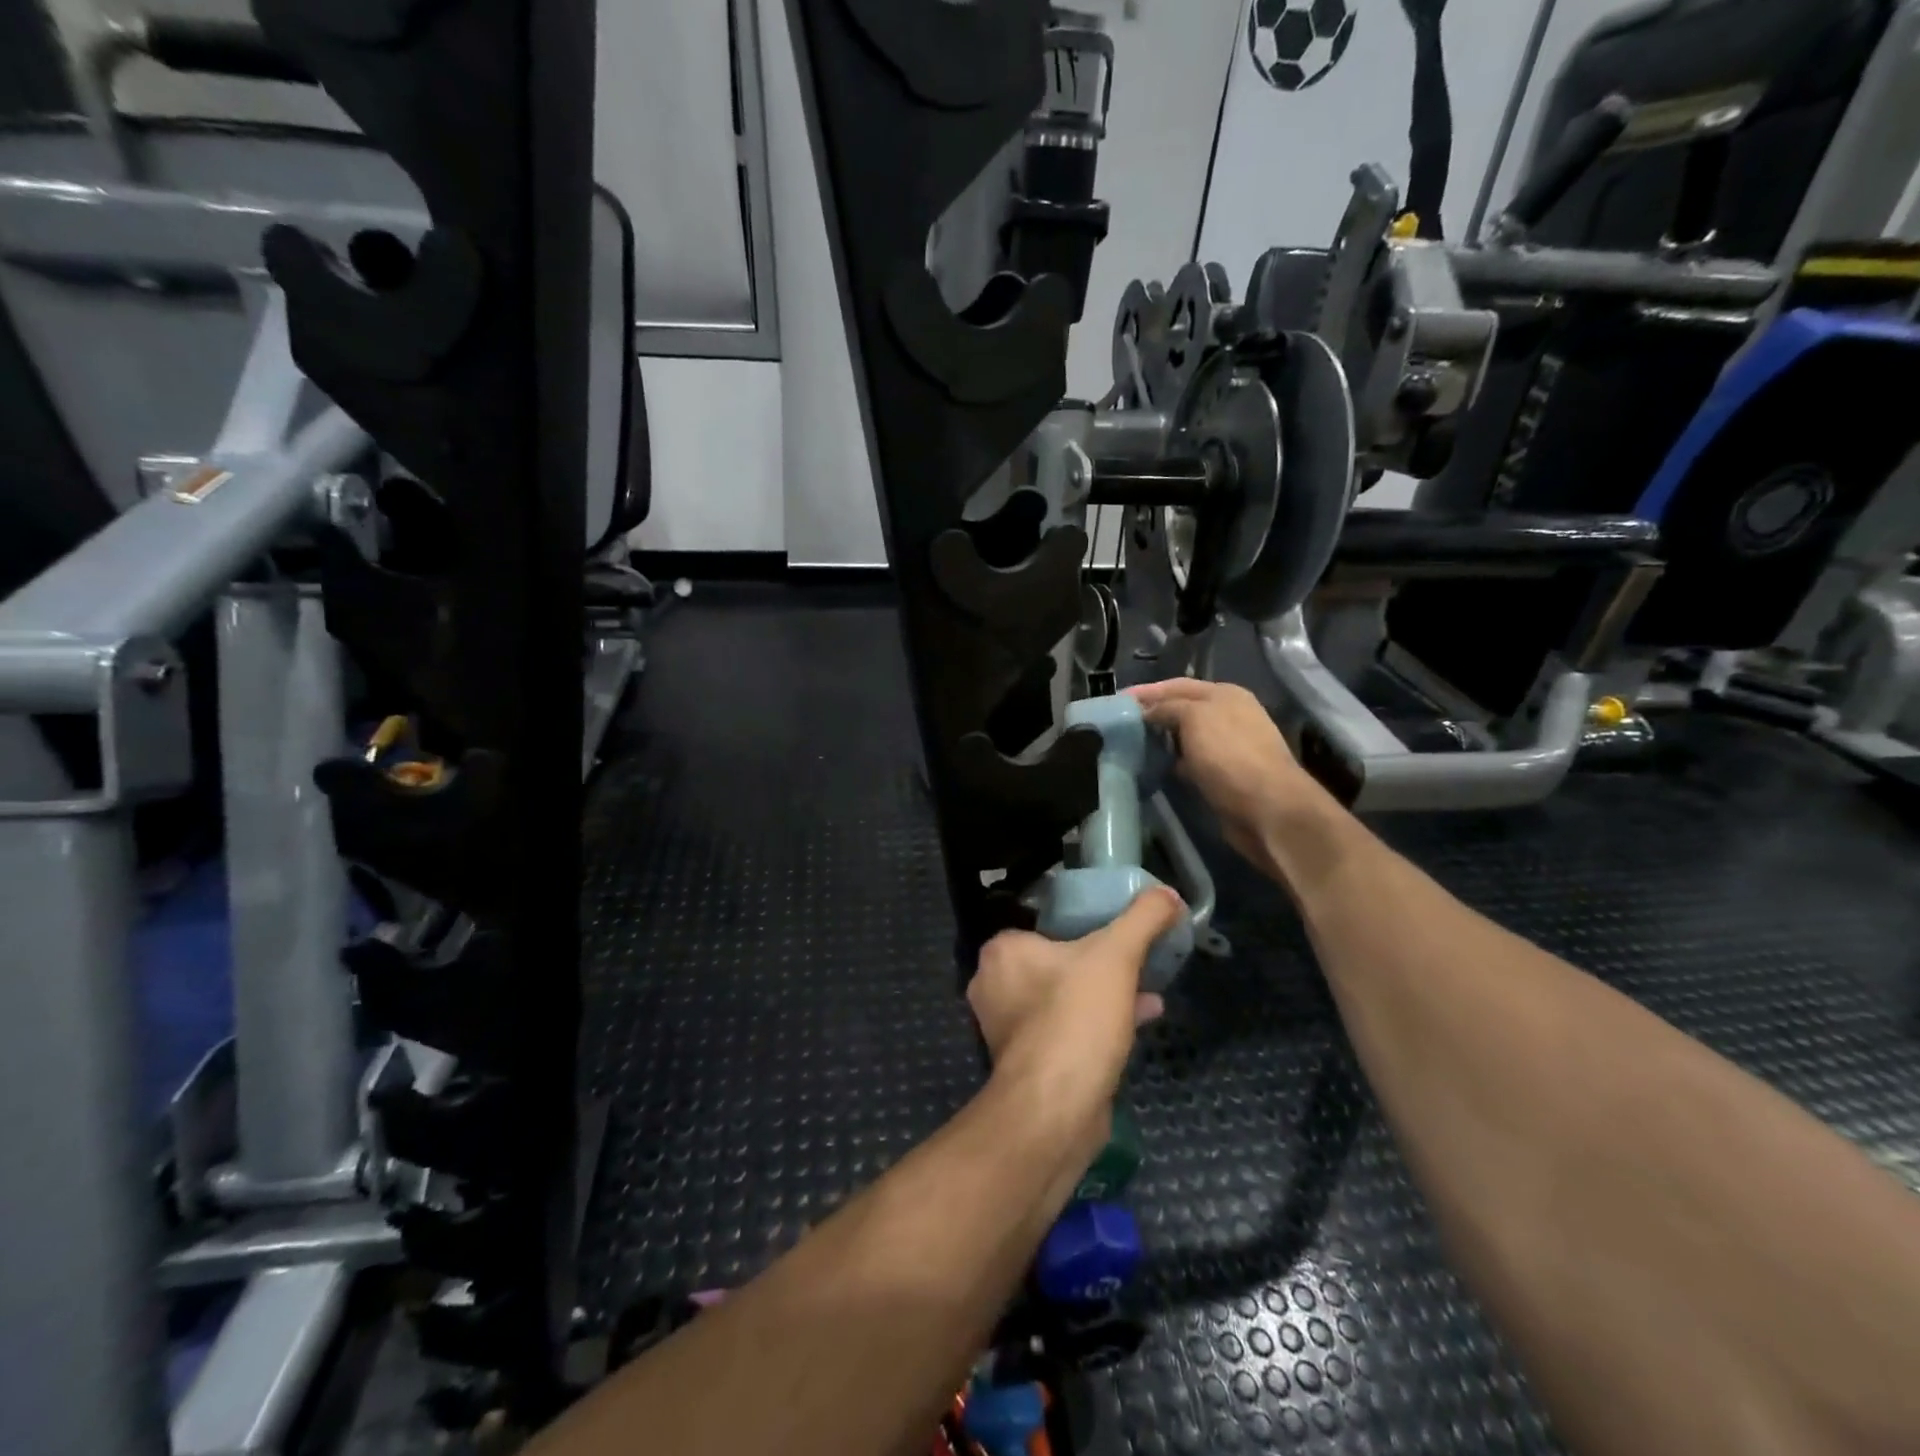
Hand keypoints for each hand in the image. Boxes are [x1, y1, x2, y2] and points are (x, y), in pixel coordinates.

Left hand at [969, 891, 1182, 1144]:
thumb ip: (1143, 918)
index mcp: (1002, 951)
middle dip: (1099, 963)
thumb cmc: (1076, 1018)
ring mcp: (1006, 1027)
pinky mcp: (1026, 1062)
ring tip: (1148, 990)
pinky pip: (1065, 1029)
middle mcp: (994, 985)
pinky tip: (1139, 1021)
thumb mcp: (1117, 956)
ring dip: (1103, 994)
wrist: (1056, 1109)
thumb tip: (1168, 893)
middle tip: (1136, 961)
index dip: (1084, 925)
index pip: (1045, 924)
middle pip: (1056, 961)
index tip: (1118, 932)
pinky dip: (1097, 1023)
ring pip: (1062, 997)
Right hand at [1129, 679, 1323, 878]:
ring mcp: (1228, 746)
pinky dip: (1172, 762)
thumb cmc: (1229, 755)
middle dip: (1153, 714)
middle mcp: (1229, 716)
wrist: (1267, 808)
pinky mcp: (1224, 775)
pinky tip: (1155, 767)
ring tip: (1130, 744)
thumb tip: (1148, 712)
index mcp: (1225, 694)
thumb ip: (1168, 708)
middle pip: (1182, 709)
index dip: (1148, 691)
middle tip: (1120, 723)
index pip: (1178, 685)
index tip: (1118, 700)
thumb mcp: (1194, 718)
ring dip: (1161, 739)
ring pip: (1185, 737)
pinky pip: (1191, 761)